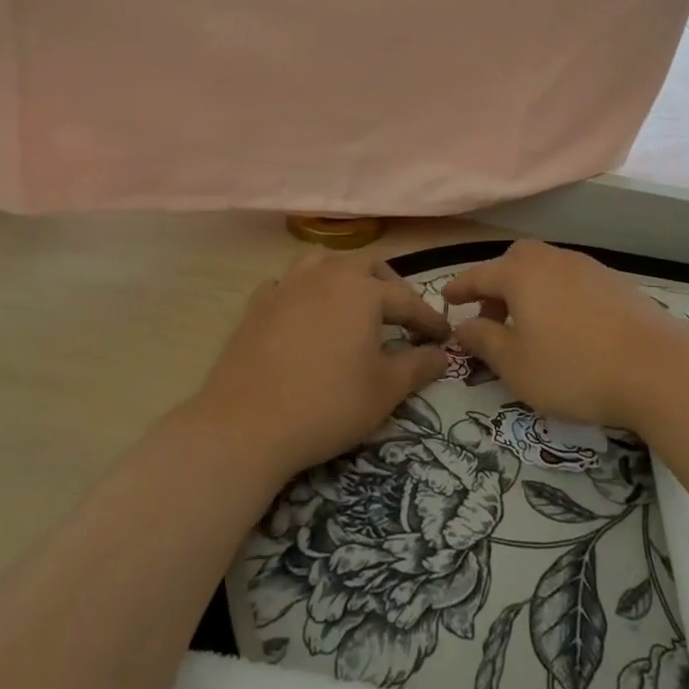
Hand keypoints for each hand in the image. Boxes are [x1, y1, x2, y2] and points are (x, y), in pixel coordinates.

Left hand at [191, 251, 451, 477]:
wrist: (245, 426)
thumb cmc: (327, 405)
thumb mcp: (384, 391)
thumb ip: (418, 366)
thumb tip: (442, 355)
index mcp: (362, 291)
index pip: (406, 300)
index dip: (428, 319)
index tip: (443, 337)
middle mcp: (326, 276)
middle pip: (366, 266)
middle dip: (389, 285)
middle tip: (401, 314)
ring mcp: (287, 286)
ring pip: (323, 262)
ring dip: (345, 276)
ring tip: (353, 302)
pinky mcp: (257, 305)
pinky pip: (288, 284)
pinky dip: (304, 292)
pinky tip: (305, 314)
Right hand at [442, 241, 688, 430]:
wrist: (657, 367)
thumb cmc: (574, 368)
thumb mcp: (516, 365)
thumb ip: (484, 341)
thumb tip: (464, 326)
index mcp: (521, 274)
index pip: (479, 275)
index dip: (460, 288)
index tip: (446, 298)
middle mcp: (552, 260)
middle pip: (515, 262)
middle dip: (497, 285)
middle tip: (491, 318)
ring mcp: (587, 267)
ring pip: (546, 270)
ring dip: (529, 291)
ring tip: (529, 327)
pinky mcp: (615, 283)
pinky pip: (572, 282)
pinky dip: (558, 297)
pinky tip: (568, 328)